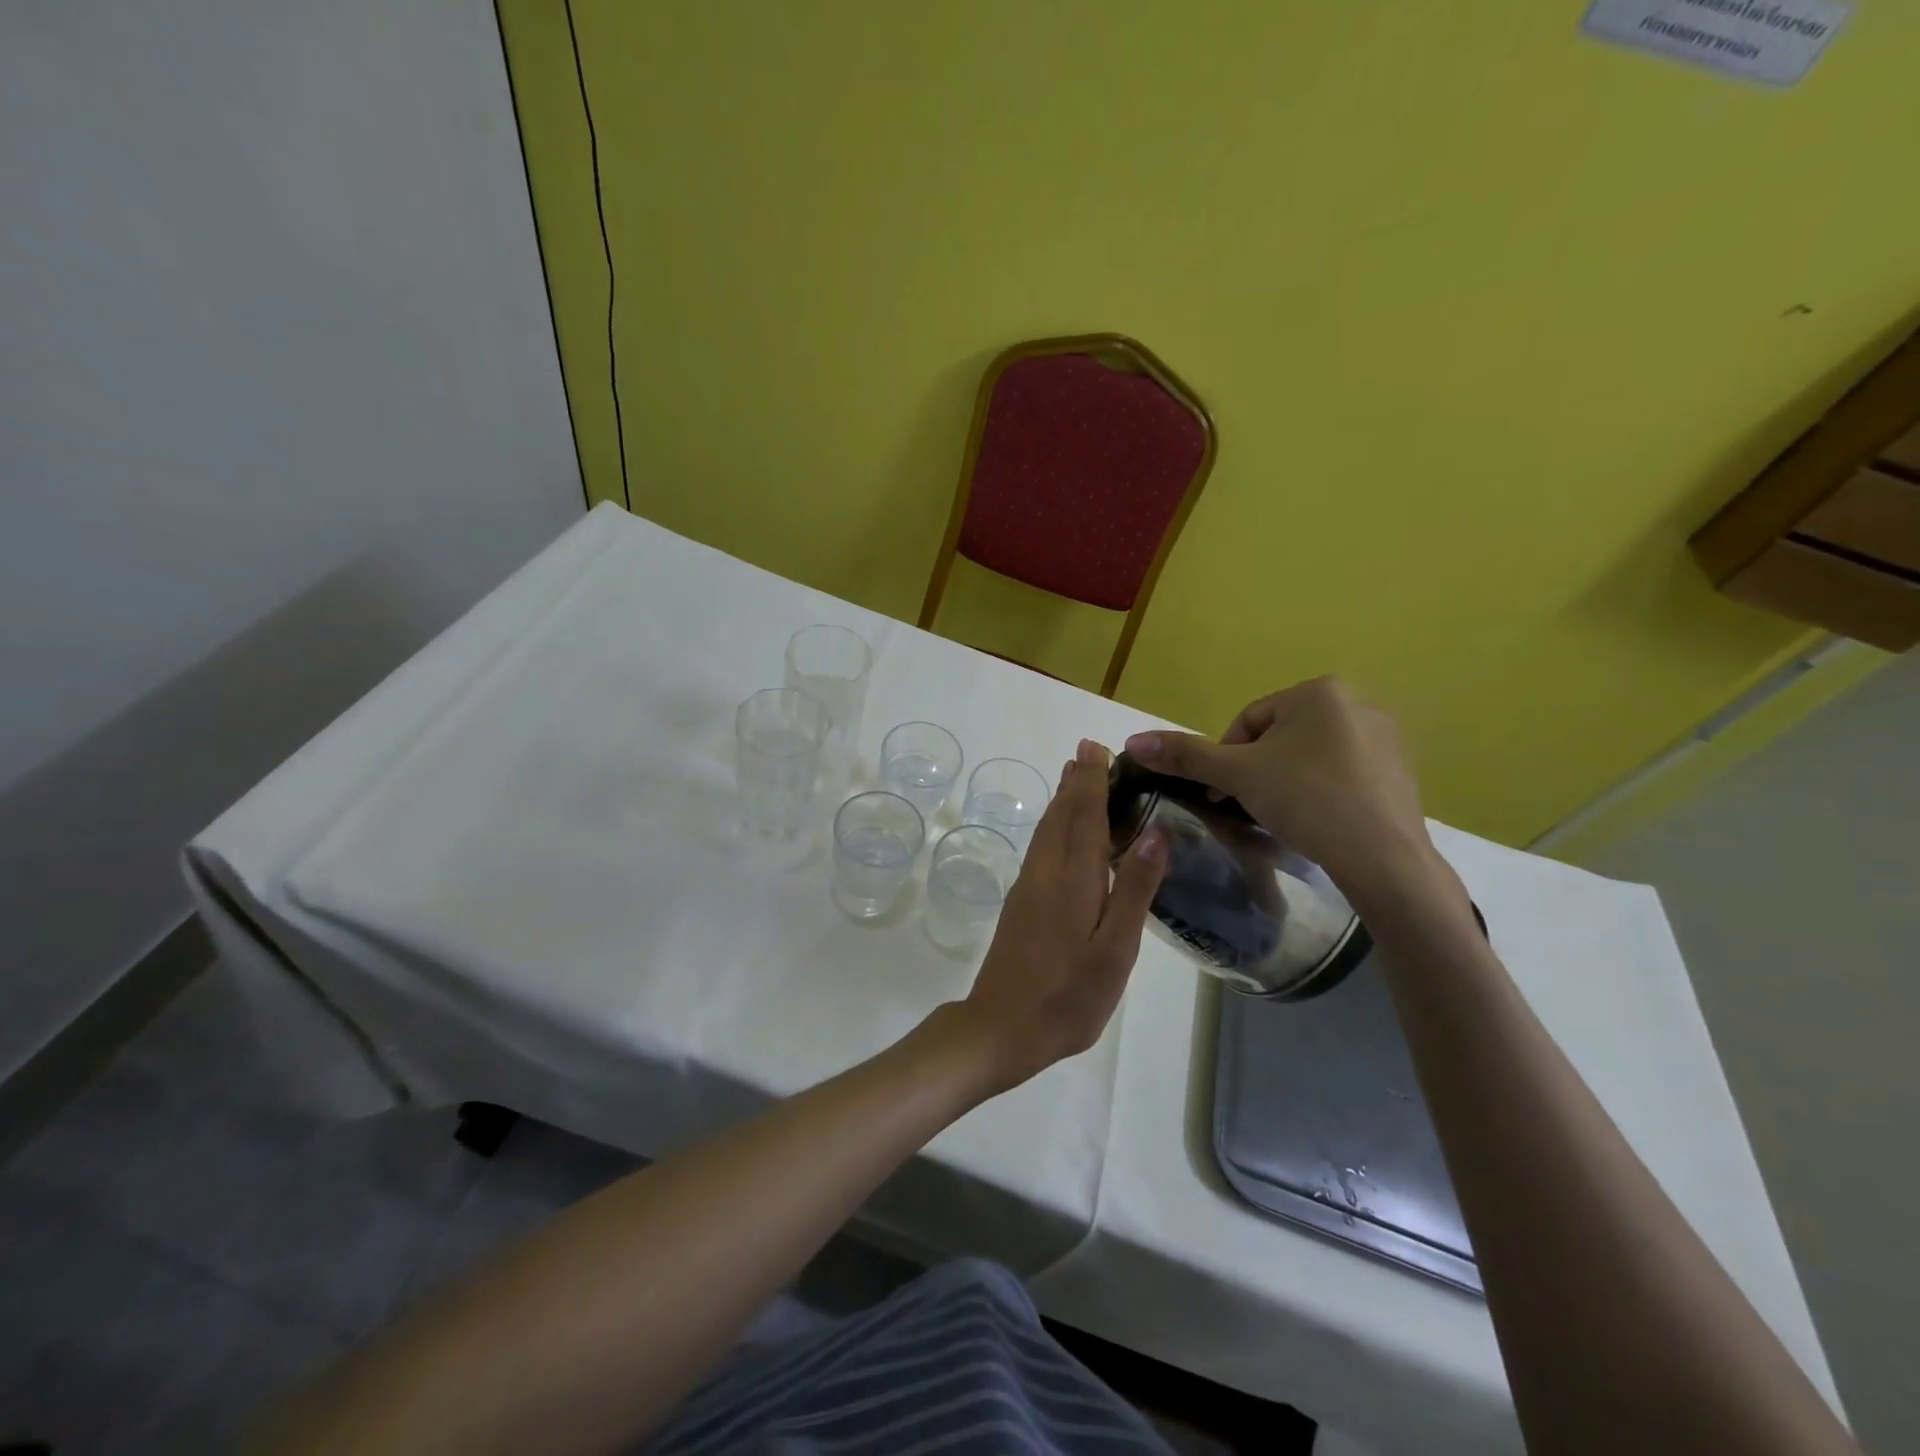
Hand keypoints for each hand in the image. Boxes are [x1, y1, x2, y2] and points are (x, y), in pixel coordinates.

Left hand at [953, 739, 1165, 1093]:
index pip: (1084, 816)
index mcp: (1073, 879)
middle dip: (1076, 783)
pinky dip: (1053, 826)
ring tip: (1074, 779)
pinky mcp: (1020, 904)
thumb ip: (1133, 890)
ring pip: (1046, 830)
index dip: (1092, 781)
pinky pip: (1040, 848)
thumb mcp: (1115, 949)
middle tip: (1088, 752)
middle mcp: (1046, 872)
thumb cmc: (1069, 995)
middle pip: (1061, 815)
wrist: (1001, 1027)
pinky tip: (1060, 833)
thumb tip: (1154, 834)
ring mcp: (1028, 888)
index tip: (1096, 748)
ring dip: (1062, 800)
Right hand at [1123, 677, 1438, 899]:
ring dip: (1287, 781)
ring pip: (1312, 755)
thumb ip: (1184, 755)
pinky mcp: (1403, 771)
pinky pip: (1345, 773)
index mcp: (1320, 691)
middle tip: (1249, 806)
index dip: (1225, 759)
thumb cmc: (1306, 800)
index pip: (1248, 721)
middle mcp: (1359, 702)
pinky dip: (1323, 792)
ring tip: (1283, 816)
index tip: (1220, 794)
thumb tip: (1132, 741)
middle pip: (1280, 736)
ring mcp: (1387, 737)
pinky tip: (1319, 821)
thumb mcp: (1236, 775)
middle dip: (1257, 770)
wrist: (1383, 858)